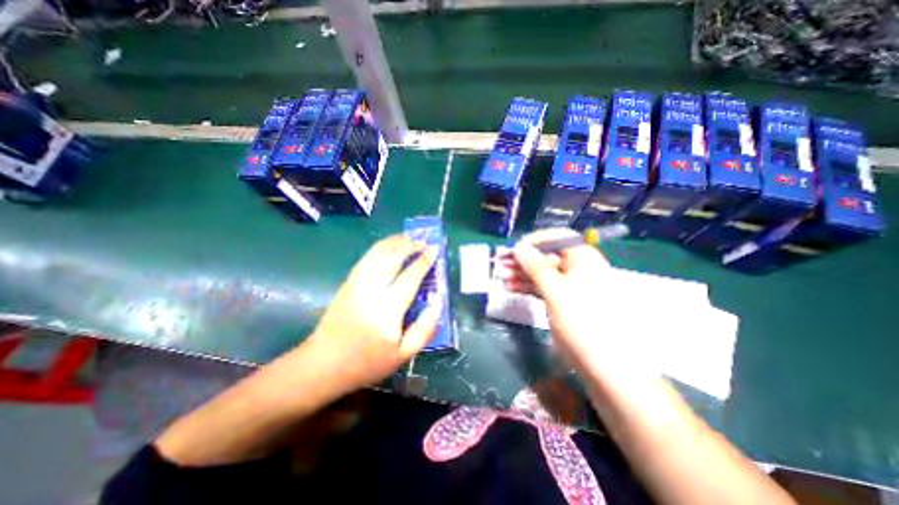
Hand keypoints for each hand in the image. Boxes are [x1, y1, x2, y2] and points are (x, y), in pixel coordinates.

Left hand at [306, 233, 440, 395]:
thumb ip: (425, 328)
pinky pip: (367, 257)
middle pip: (393, 258)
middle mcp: (372, 290)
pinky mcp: (349, 282)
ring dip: (396, 241)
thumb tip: (439, 300)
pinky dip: (381, 246)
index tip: (435, 248)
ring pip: (378, 253)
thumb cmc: (368, 362)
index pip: (410, 277)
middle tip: (425, 240)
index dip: (424, 260)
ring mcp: (357, 283)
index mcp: (388, 310)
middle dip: (411, 245)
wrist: (324, 363)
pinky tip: (390, 244)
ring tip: (410, 236)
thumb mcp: (404, 354)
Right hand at [499, 229, 653, 381]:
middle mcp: (577, 267)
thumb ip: (536, 267)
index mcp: (583, 258)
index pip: (556, 238)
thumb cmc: (583, 322)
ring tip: (501, 276)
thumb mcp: (557, 291)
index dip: (533, 241)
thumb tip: (518, 247)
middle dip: (522, 260)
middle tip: (500, 264)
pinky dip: (527, 286)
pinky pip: (542, 287)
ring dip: (521, 273)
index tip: (513, 249)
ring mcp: (569, 285)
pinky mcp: (562, 300)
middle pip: (545, 256)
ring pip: (541, 272)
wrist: (604, 365)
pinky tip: (511, 287)